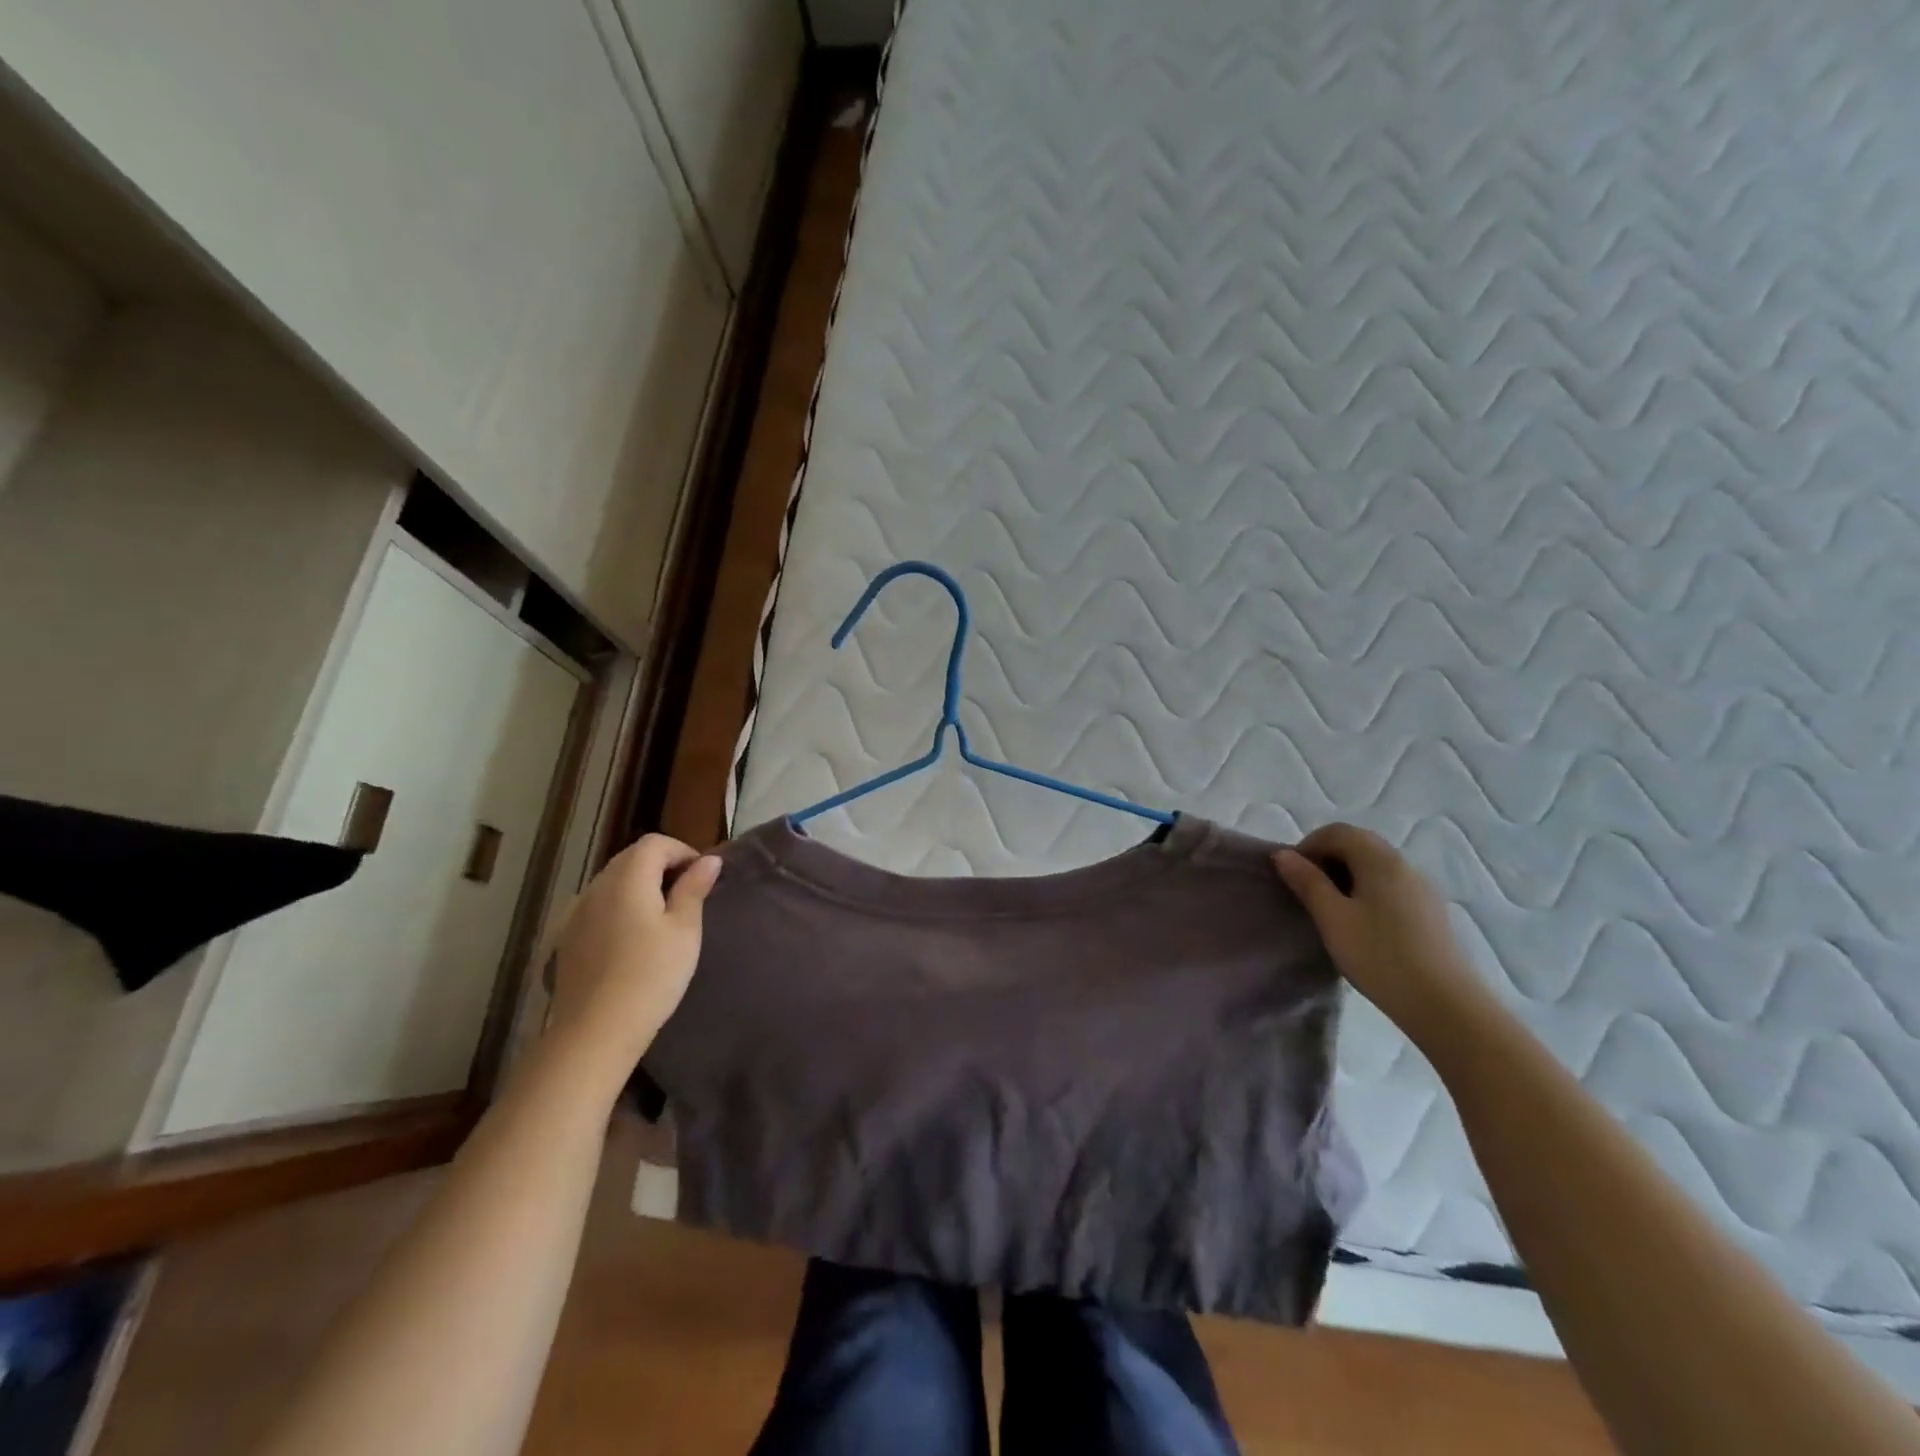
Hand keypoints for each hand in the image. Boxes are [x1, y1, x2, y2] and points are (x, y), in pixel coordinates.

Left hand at [548, 834, 721, 1070]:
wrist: (595, 1032)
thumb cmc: (651, 975)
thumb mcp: (685, 930)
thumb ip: (694, 889)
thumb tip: (709, 860)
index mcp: (627, 878)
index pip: (655, 843)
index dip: (682, 851)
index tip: (702, 877)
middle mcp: (596, 887)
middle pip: (630, 858)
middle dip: (661, 866)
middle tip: (688, 895)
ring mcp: (576, 913)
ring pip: (612, 882)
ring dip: (640, 887)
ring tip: (663, 917)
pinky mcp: (567, 939)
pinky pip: (598, 907)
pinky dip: (620, 908)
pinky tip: (633, 939)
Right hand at [1273, 822, 1490, 1040]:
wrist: (1444, 1004)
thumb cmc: (1379, 955)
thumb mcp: (1332, 918)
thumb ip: (1307, 882)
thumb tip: (1283, 854)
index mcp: (1380, 860)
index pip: (1338, 832)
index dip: (1309, 845)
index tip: (1292, 873)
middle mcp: (1405, 865)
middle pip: (1360, 844)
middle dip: (1328, 857)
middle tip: (1307, 888)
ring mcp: (1423, 889)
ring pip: (1377, 866)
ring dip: (1348, 875)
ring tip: (1331, 908)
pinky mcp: (1431, 912)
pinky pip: (1392, 886)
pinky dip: (1369, 891)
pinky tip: (1362, 924)